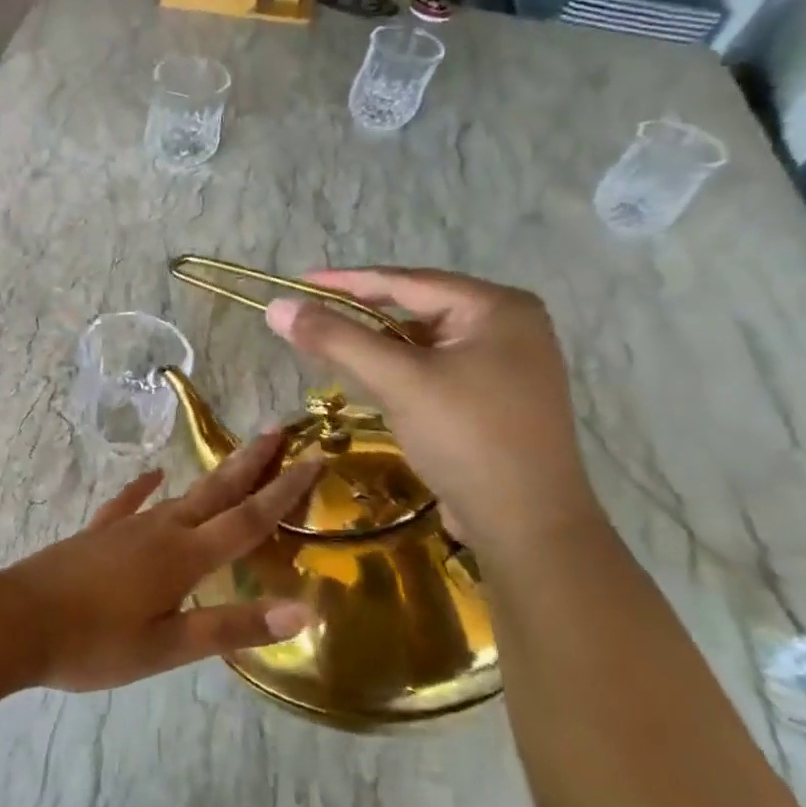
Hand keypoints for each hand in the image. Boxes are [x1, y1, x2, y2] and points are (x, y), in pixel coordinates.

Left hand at [2, 431, 322, 691]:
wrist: (16, 621)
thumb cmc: (94, 643)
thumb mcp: (168, 646)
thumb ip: (233, 626)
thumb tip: (303, 609)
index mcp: (184, 557)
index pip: (247, 519)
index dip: (284, 491)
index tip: (314, 459)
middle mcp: (160, 530)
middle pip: (216, 492)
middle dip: (250, 463)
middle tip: (278, 430)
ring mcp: (125, 528)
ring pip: (180, 495)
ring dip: (212, 477)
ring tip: (234, 460)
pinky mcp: (97, 535)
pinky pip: (128, 504)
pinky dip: (143, 489)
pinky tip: (151, 476)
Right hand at [265, 268, 600, 554]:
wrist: (528, 525)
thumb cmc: (467, 438)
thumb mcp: (398, 381)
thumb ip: (336, 339)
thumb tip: (277, 307)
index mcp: (498, 307)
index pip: (407, 282)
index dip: (346, 281)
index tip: (298, 281)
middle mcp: (510, 326)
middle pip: (417, 308)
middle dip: (361, 313)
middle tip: (311, 315)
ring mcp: (508, 364)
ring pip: (425, 341)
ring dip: (378, 344)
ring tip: (331, 345)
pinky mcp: (497, 398)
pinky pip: (436, 368)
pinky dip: (400, 369)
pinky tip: (371, 379)